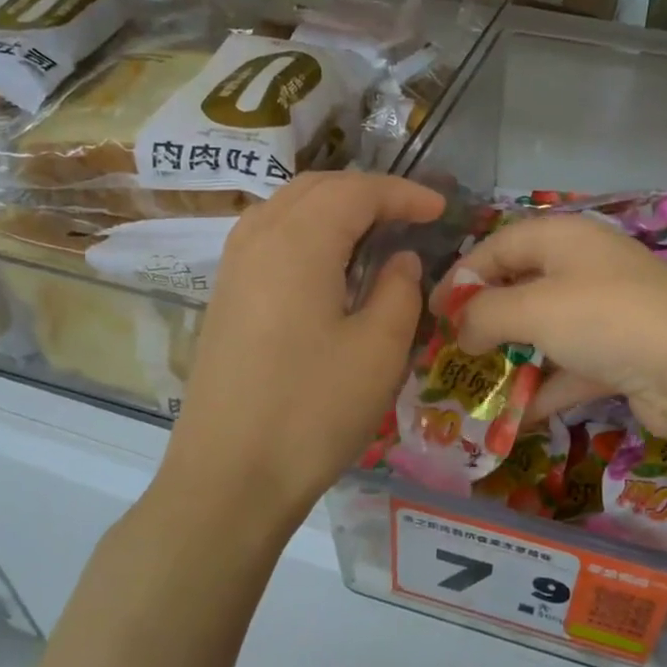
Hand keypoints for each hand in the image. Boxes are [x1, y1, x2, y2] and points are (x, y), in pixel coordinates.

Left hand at [161, 172, 444, 531]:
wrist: (229, 477)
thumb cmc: (313, 411)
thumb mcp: (379, 350)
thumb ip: (399, 290)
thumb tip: (401, 260)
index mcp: (298, 242)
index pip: (356, 192)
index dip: (403, 194)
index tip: (441, 209)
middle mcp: (257, 239)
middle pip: (316, 188)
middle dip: (367, 193)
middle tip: (410, 216)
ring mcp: (233, 268)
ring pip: (287, 209)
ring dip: (334, 209)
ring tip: (374, 234)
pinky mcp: (225, 298)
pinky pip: (269, 239)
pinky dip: (307, 234)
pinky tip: (329, 267)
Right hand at [439, 213, 666, 442]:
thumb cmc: (604, 318)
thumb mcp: (532, 308)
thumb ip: (484, 315)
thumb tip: (460, 330)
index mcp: (564, 238)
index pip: (498, 246)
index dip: (461, 276)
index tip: (431, 312)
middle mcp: (586, 268)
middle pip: (522, 288)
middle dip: (486, 321)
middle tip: (452, 350)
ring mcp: (608, 314)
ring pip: (546, 333)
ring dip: (513, 360)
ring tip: (475, 387)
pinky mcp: (622, 356)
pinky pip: (571, 369)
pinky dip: (545, 391)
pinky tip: (515, 419)